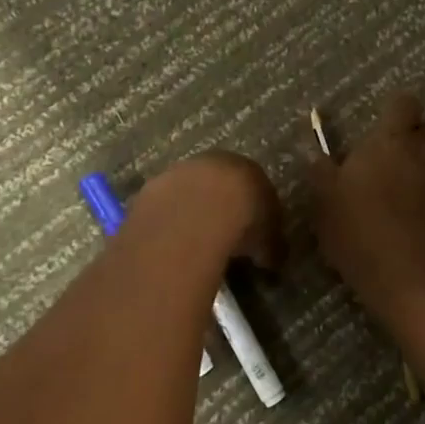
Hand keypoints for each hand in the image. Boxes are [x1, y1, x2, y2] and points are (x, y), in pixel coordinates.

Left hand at [127, 151, 283, 272]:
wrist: (195, 214)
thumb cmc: (243, 222)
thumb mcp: (269, 242)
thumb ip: (271, 248)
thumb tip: (273, 260)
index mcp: (249, 170)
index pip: (255, 186)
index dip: (254, 211)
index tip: (254, 233)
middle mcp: (214, 162)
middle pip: (219, 185)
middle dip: (221, 208)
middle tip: (224, 237)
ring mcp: (179, 172)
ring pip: (188, 192)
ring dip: (192, 213)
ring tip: (195, 244)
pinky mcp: (151, 188)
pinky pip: (164, 208)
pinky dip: (169, 223)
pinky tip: (171, 245)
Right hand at [309, 93, 424, 307]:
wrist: (419, 275)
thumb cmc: (364, 235)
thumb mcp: (326, 207)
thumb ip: (322, 174)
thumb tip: (315, 154)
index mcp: (391, 138)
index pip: (402, 104)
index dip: (397, 116)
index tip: (386, 137)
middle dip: (420, 142)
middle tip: (401, 170)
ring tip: (424, 194)